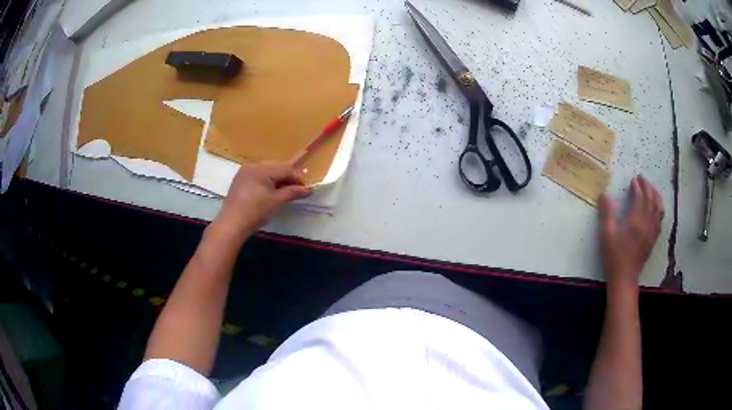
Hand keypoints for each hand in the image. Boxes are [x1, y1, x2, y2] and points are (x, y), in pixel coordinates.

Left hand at [215, 162, 311, 236]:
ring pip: (267, 171)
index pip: (285, 169)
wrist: (232, 224)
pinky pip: (258, 176)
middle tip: (297, 191)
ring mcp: (245, 172)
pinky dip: (268, 182)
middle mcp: (253, 165)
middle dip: (288, 178)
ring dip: (278, 179)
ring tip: (286, 192)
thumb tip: (309, 189)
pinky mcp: (241, 180)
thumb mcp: (276, 201)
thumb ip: (293, 192)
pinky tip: (272, 192)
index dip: (297, 178)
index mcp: (261, 168)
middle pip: (276, 167)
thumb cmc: (255, 211)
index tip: (307, 189)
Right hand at [598, 175, 663, 288]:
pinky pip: (660, 220)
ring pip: (658, 208)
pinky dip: (659, 209)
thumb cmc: (614, 256)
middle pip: (651, 199)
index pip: (640, 197)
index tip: (633, 180)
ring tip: (651, 189)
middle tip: (641, 178)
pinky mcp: (653, 239)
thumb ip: (606, 213)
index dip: (637, 186)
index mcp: (635, 220)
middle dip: (647, 186)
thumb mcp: (606, 235)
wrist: (624, 278)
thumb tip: (604, 194)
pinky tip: (656, 208)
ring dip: (655, 195)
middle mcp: (647, 223)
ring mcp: (652, 231)